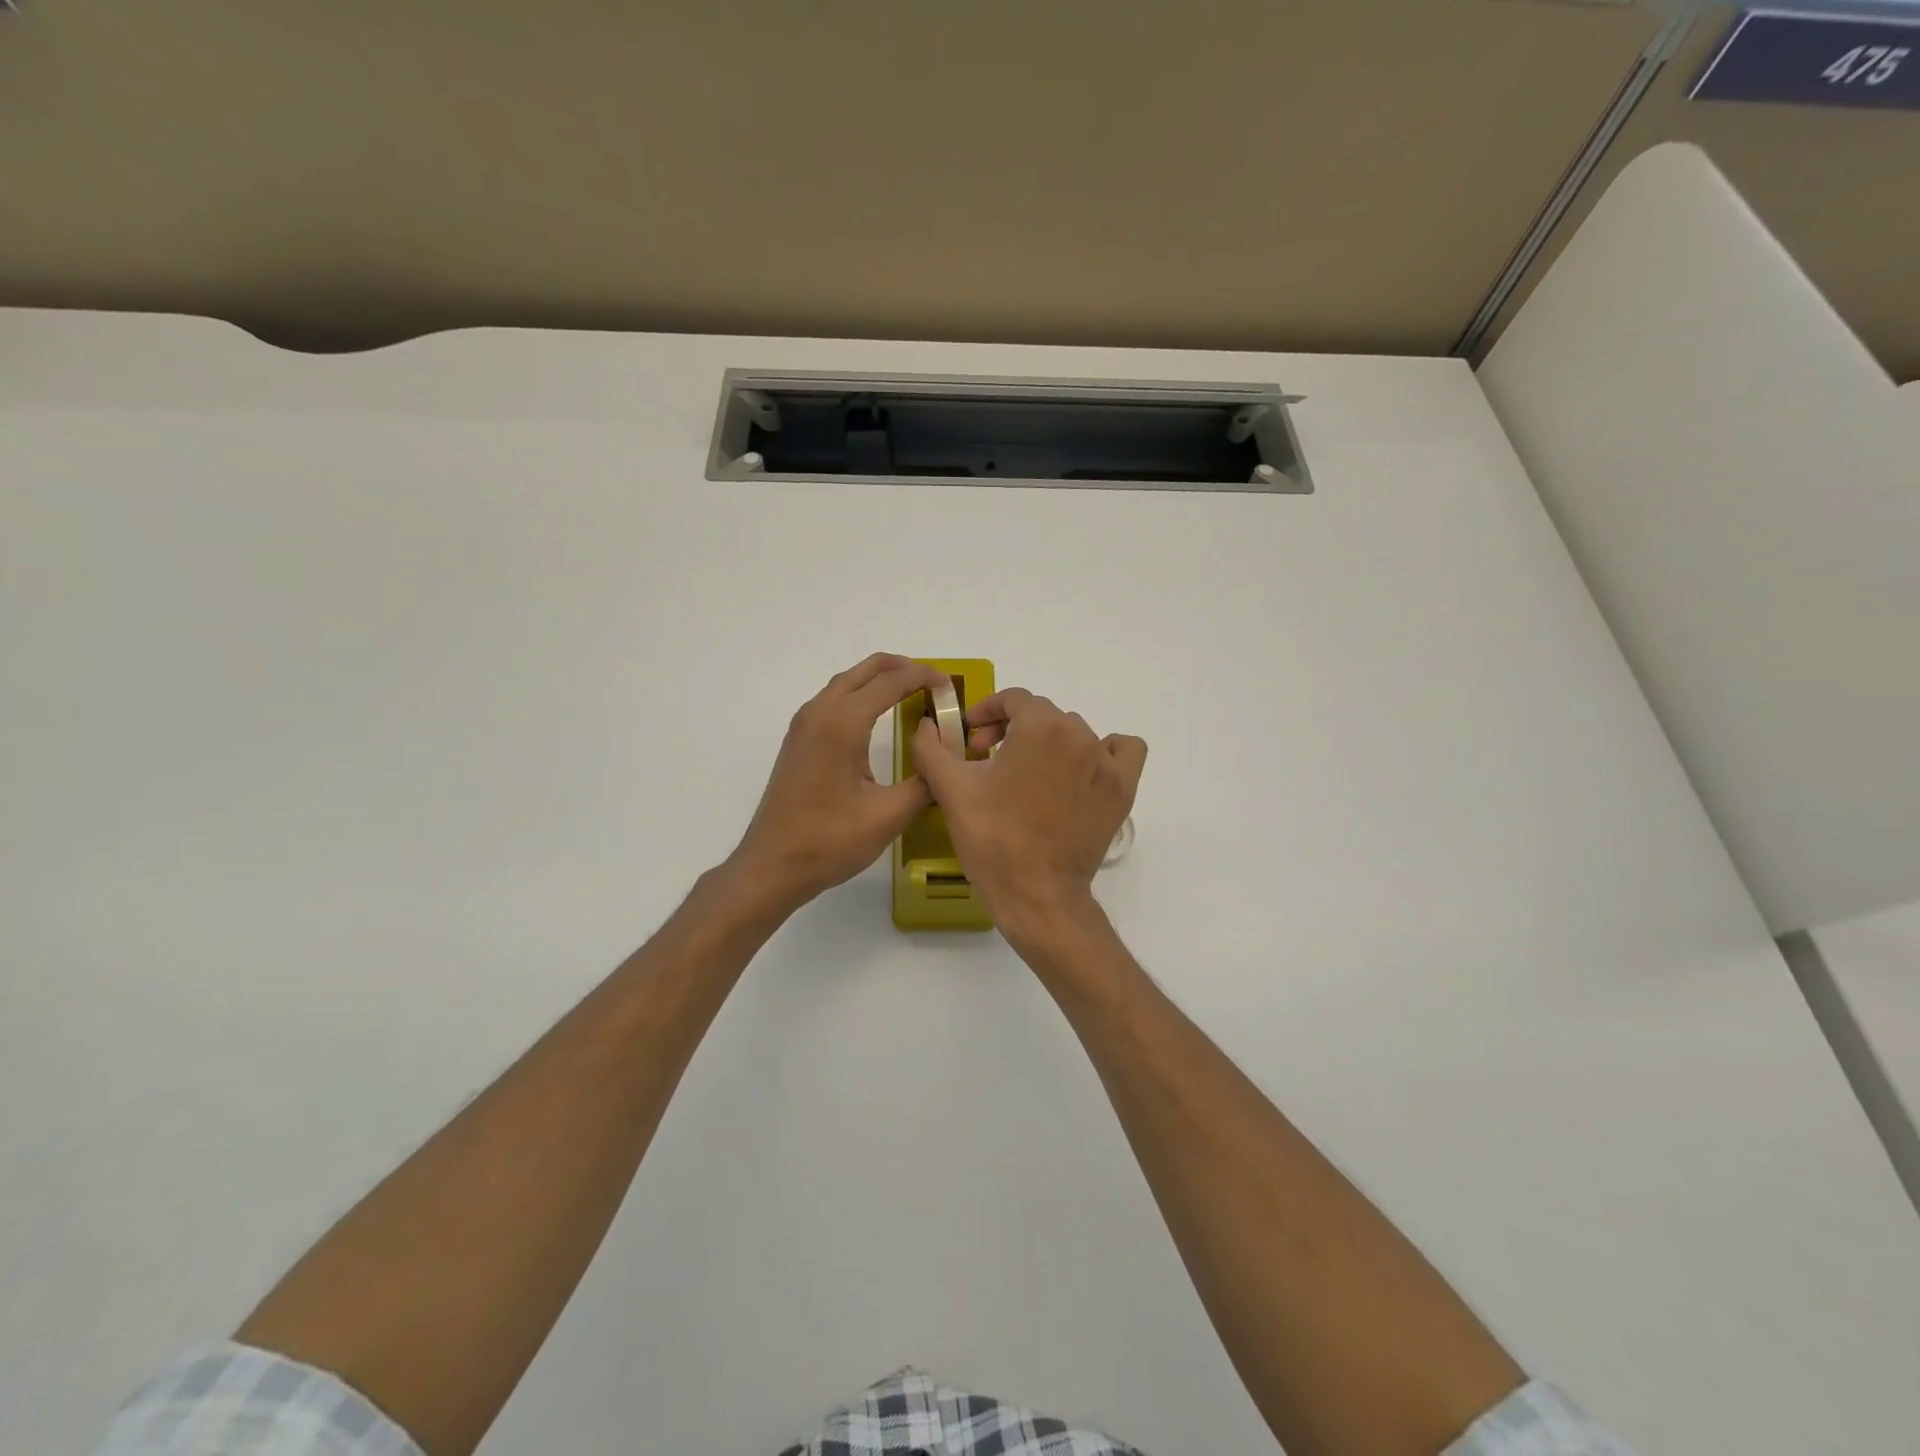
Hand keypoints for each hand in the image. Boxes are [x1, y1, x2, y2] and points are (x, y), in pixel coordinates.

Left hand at [729, 653, 953, 911]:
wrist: (773, 865)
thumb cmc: (830, 840)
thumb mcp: (889, 815)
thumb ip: (925, 782)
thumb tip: (946, 764)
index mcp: (842, 724)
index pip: (889, 683)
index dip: (922, 677)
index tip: (949, 685)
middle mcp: (819, 714)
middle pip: (863, 672)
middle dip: (899, 667)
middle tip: (932, 679)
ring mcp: (803, 726)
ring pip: (844, 684)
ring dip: (876, 679)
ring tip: (908, 689)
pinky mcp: (797, 742)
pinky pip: (831, 701)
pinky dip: (858, 695)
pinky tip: (873, 715)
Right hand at [912, 688, 1146, 946]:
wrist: (1038, 895)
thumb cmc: (993, 839)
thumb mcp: (951, 790)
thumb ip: (931, 748)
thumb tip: (926, 726)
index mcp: (1040, 727)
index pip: (1013, 699)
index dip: (986, 712)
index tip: (969, 739)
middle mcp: (1079, 735)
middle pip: (1042, 715)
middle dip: (1011, 729)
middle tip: (987, 761)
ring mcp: (1106, 763)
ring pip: (1075, 733)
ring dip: (1048, 742)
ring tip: (1027, 773)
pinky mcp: (1122, 790)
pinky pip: (1122, 751)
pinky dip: (1103, 752)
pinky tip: (1081, 771)